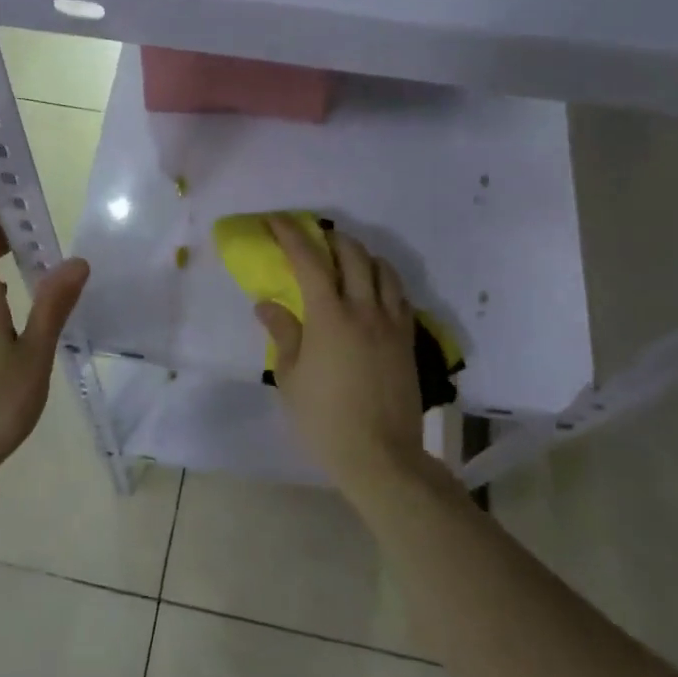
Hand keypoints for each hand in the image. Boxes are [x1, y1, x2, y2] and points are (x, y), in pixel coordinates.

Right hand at [255, 216, 426, 498]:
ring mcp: (392, 323)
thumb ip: (282, 333)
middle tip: (313, 239)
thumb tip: (267, 304)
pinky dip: (383, 281)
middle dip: (330, 238)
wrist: (380, 456)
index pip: (309, 260)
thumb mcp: (290, 378)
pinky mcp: (409, 340)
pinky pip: (399, 296)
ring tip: (345, 261)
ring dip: (361, 255)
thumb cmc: (324, 419)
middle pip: (353, 254)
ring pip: (383, 270)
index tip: (276, 221)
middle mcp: (365, 309)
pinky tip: (373, 292)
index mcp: (330, 316)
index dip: (291, 234)